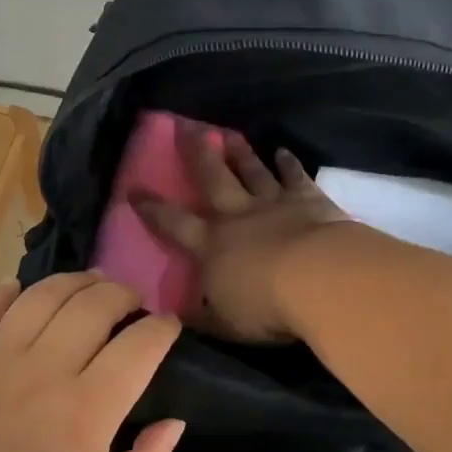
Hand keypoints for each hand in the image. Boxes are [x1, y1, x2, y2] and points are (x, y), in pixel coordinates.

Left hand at [0, 274, 183, 451]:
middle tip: (133, 303)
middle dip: (122, 293)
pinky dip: (3, 294)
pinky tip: (19, 291)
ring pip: (40, 297)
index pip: (137, 347)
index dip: (161, 328)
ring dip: (73, 282)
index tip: (170, 325)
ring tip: (90, 285)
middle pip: (91, 305)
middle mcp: (41, 374)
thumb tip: (174, 421)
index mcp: (84, 413)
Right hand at [133, 125, 349, 341]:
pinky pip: (295, 177)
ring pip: (252, 171)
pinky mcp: (308, 200)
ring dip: (240, 153)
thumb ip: (200, 318)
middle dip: (196, 153)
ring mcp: (273, 203)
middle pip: (212, 178)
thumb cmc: (264, 306)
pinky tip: (283, 151)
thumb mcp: (223, 324)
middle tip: (186, 126)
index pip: (172, 223)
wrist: (317, 279)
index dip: (151, 208)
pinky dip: (288, 164)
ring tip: (229, 134)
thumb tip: (174, 317)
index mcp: (210, 245)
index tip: (134, 189)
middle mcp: (237, 215)